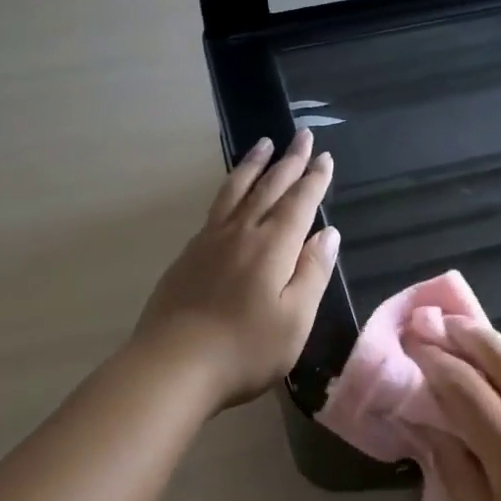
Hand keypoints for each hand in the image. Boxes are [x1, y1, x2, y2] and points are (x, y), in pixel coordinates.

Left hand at [133, 129, 339, 409]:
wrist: (173, 366)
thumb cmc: (244, 349)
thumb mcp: (295, 320)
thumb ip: (313, 272)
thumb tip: (328, 234)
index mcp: (272, 247)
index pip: (299, 203)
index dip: (314, 179)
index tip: (324, 156)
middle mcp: (241, 233)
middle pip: (269, 187)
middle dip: (289, 161)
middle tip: (301, 135)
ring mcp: (210, 241)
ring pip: (236, 191)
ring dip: (253, 165)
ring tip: (263, 144)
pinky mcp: (189, 255)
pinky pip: (216, 207)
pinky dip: (229, 189)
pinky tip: (231, 193)